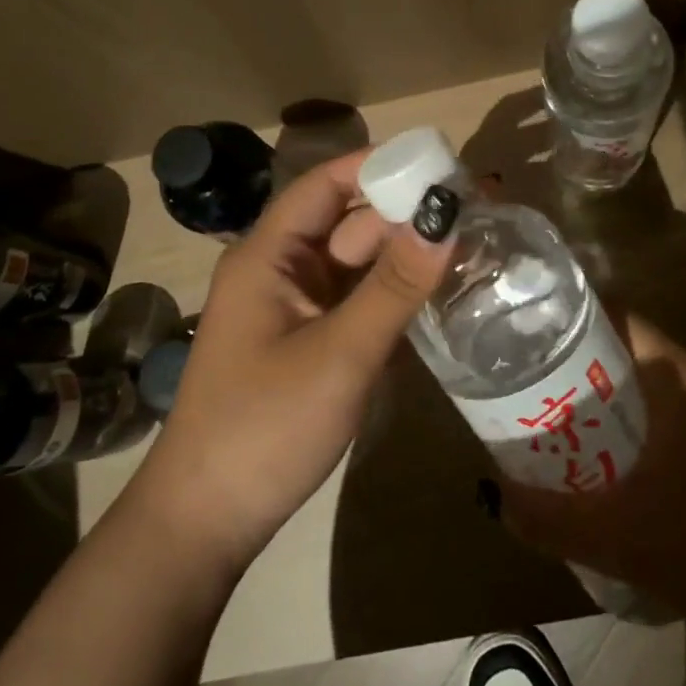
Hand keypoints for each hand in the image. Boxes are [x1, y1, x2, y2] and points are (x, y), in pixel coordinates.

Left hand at [123, 150, 453, 577]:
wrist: (207, 523)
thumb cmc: (265, 427)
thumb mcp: (340, 353)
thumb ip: (396, 284)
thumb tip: (446, 214)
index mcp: (269, 255)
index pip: (327, 184)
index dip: (380, 165)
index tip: (442, 162)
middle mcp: (281, 270)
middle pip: (349, 222)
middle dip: (405, 212)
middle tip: (478, 207)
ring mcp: (295, 309)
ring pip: (357, 264)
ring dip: (404, 253)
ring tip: (472, 242)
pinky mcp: (309, 342)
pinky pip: (357, 300)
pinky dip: (393, 292)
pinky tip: (438, 290)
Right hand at [498, 312, 685, 636]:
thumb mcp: (620, 539)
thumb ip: (551, 520)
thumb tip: (492, 496)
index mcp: (676, 379)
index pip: (616, 315)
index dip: (567, 314)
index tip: (522, 327)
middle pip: (621, 344)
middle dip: (570, 354)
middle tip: (519, 372)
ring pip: (638, 375)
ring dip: (595, 386)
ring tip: (543, 406)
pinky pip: (655, 403)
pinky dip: (620, 412)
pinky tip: (592, 447)